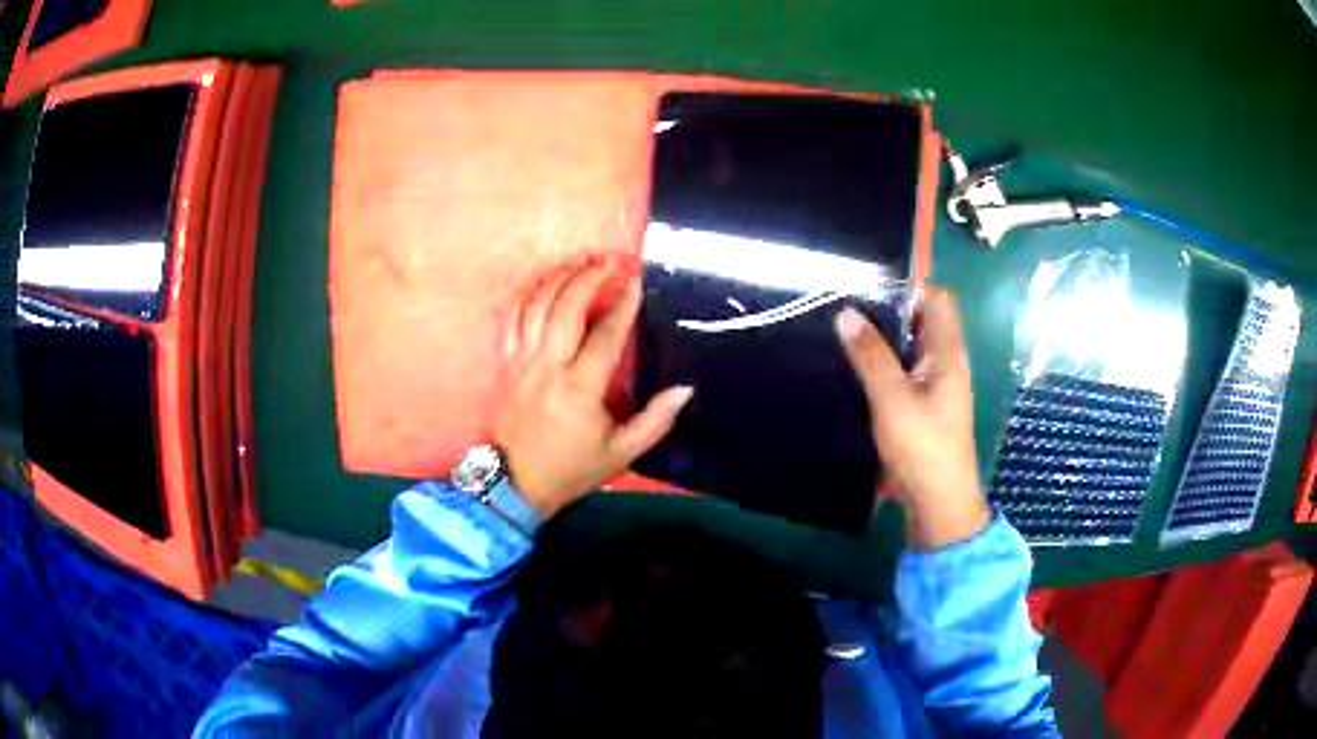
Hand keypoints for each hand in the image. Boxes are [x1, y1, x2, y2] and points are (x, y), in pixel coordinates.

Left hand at [495, 259, 693, 518]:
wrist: (516, 483)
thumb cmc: (572, 468)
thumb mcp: (621, 453)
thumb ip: (655, 420)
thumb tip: (685, 389)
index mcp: (579, 388)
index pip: (605, 334)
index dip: (624, 304)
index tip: (637, 280)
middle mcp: (547, 366)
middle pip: (565, 307)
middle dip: (588, 277)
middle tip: (608, 261)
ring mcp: (521, 362)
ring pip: (536, 307)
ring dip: (558, 279)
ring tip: (579, 263)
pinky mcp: (505, 364)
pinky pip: (512, 320)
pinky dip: (528, 297)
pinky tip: (544, 284)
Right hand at [835, 288, 990, 550]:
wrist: (937, 503)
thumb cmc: (922, 448)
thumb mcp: (892, 399)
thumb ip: (870, 356)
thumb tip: (847, 313)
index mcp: (949, 353)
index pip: (938, 299)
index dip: (910, 285)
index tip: (870, 281)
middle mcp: (947, 362)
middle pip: (922, 321)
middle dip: (889, 310)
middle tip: (847, 303)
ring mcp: (936, 385)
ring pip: (910, 347)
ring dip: (884, 338)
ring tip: (844, 329)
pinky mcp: (923, 405)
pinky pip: (904, 371)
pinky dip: (884, 364)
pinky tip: (855, 366)